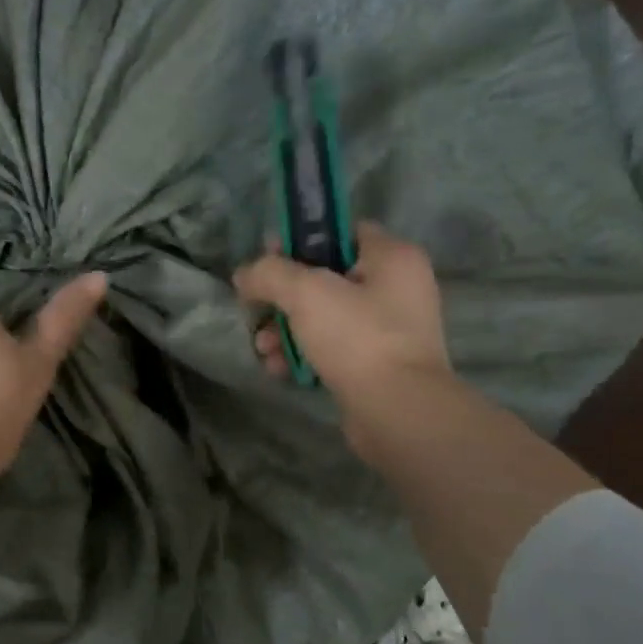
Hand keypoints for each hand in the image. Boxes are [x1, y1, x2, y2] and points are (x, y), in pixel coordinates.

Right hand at [233, 222, 454, 462]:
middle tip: (256, 308)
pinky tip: (278, 368)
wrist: (397, 412)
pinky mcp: (376, 365)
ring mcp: (388, 330)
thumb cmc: (357, 338)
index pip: (341, 231)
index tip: (267, 258)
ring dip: (285, 329)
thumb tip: (245, 275)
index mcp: (392, 257)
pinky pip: (331, 348)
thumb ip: (269, 273)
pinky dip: (303, 353)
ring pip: (323, 316)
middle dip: (283, 296)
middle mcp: (396, 288)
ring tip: (263, 348)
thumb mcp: (306, 292)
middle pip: (325, 277)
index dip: (300, 239)